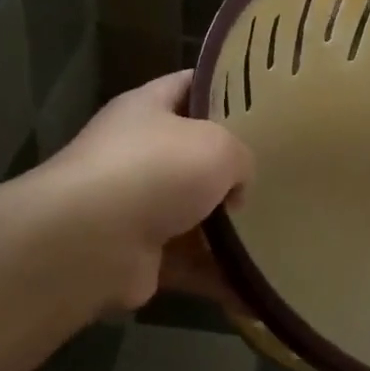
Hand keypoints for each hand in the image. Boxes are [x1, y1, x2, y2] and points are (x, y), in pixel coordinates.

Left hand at [45, 72, 252, 311]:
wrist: (91, 242)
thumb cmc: (156, 170)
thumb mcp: (218, 145)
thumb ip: (240, 157)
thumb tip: (234, 189)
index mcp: (147, 109)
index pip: (190, 85)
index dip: (226, 88)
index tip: (267, 99)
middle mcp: (137, 154)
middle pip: (193, 154)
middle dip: (232, 166)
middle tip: (278, 171)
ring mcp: (135, 207)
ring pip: (194, 213)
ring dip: (229, 227)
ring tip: (276, 230)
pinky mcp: (141, 256)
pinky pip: (191, 263)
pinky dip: (219, 276)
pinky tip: (256, 285)